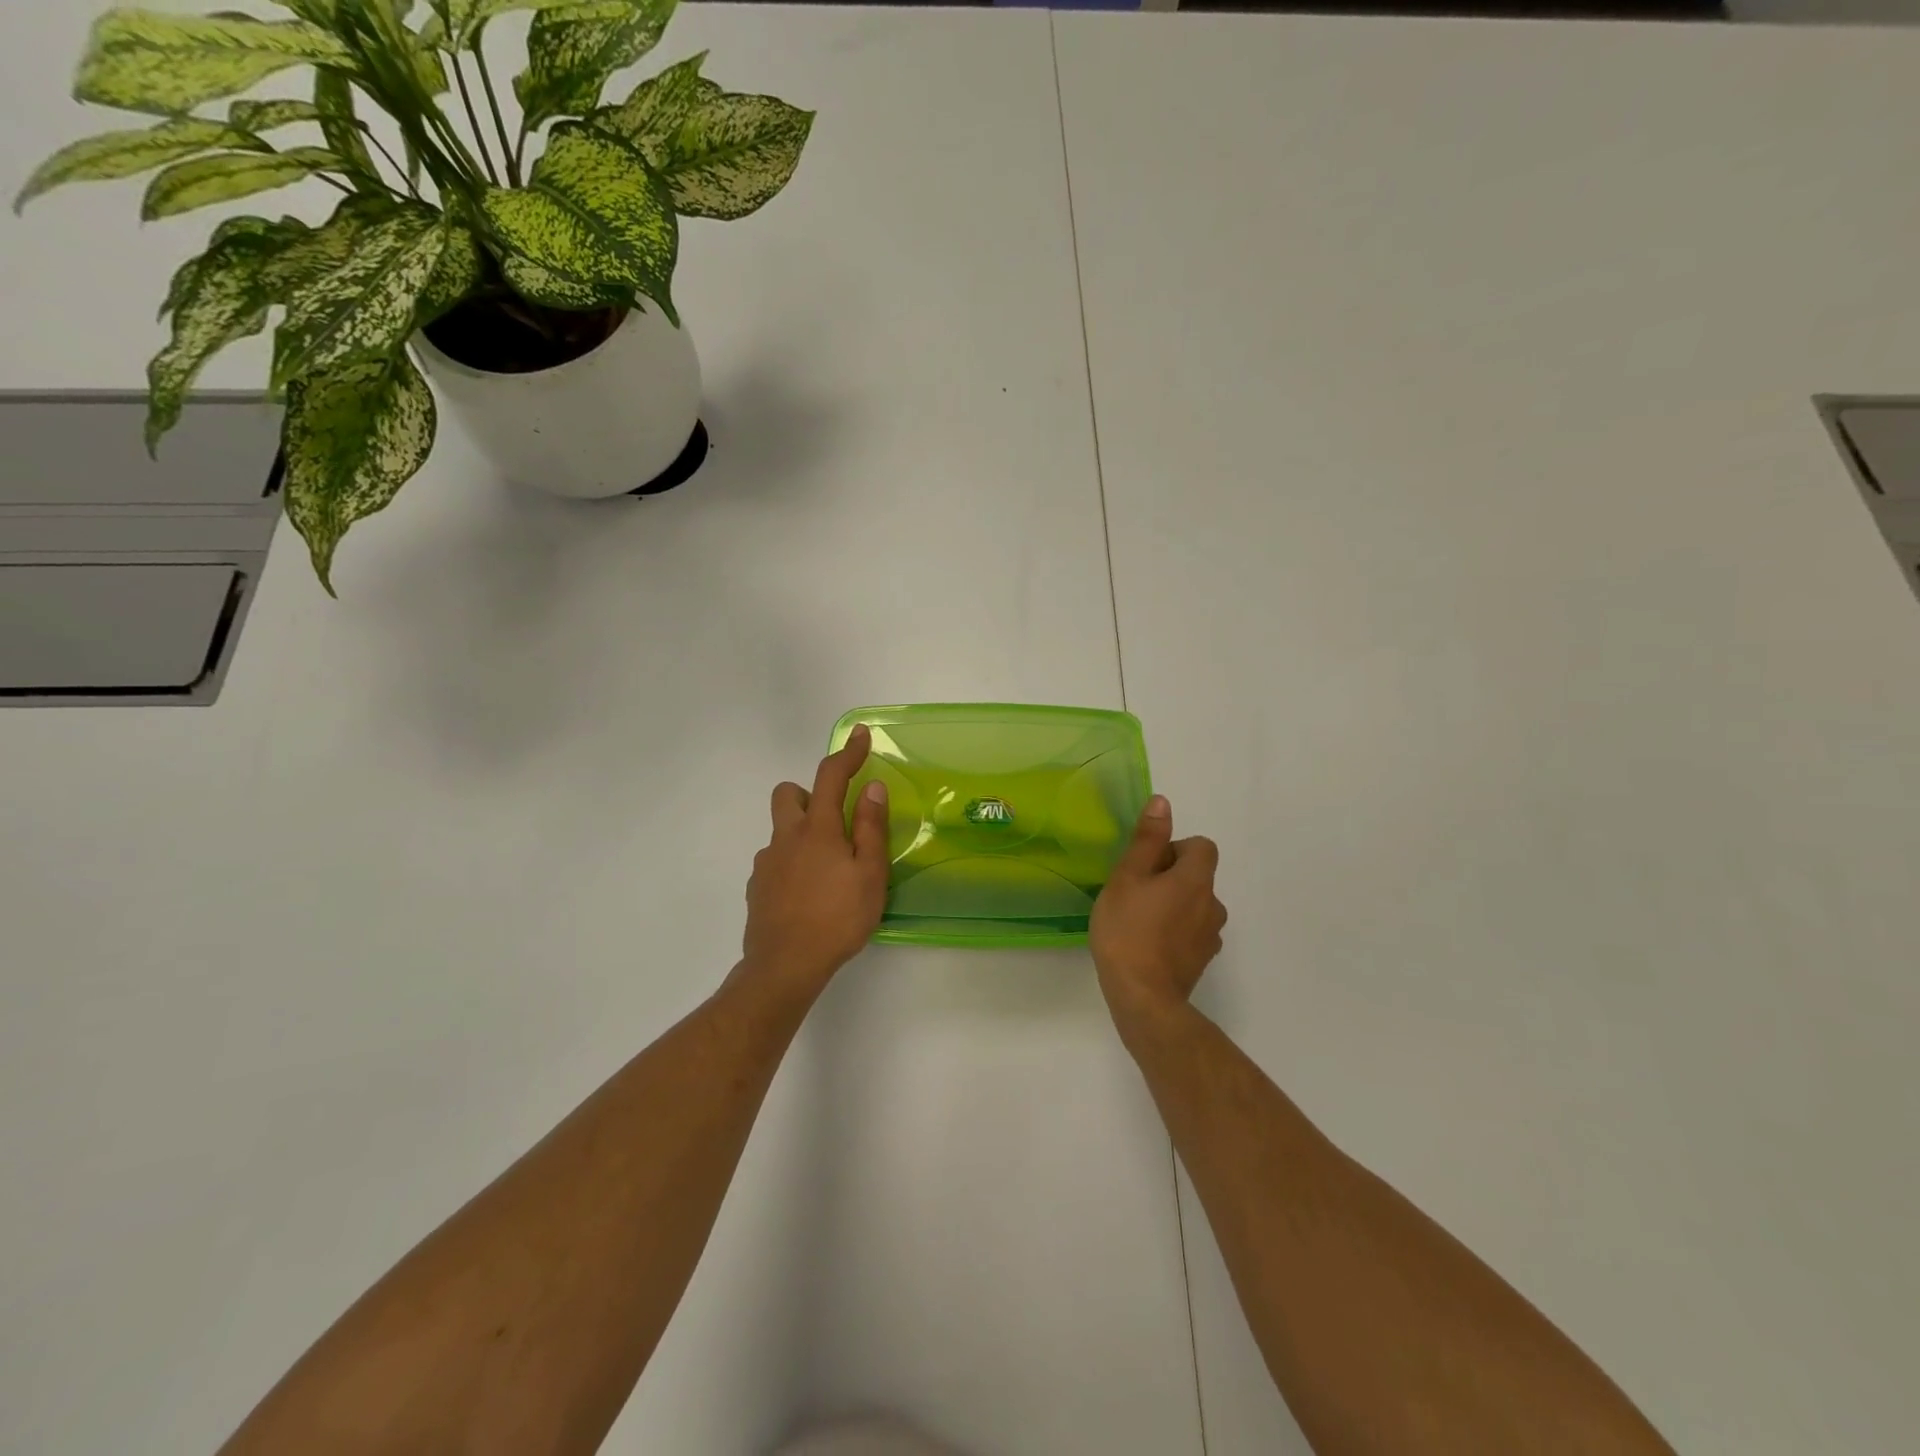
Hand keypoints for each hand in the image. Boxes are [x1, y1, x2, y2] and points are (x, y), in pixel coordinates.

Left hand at [741, 724, 890, 1000]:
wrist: (784, 966)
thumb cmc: (837, 919)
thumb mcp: (869, 875)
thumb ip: (871, 829)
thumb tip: (872, 788)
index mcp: (818, 830)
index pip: (831, 776)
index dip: (848, 753)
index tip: (860, 736)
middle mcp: (786, 838)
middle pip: (788, 793)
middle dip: (810, 794)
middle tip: (836, 822)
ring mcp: (766, 863)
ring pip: (781, 830)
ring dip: (802, 834)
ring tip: (828, 870)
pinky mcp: (757, 887)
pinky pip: (775, 861)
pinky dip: (792, 864)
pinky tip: (808, 894)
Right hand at [1090, 795, 1227, 1035]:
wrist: (1143, 997)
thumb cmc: (1128, 930)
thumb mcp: (1127, 877)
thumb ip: (1147, 840)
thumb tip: (1163, 802)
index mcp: (1196, 879)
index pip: (1202, 846)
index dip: (1175, 849)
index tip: (1147, 866)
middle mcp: (1212, 904)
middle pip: (1197, 876)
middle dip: (1170, 878)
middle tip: (1135, 894)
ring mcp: (1210, 936)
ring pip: (1195, 905)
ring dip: (1174, 906)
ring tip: (1140, 922)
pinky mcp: (1202, 960)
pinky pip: (1192, 933)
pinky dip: (1175, 932)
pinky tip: (1148, 946)